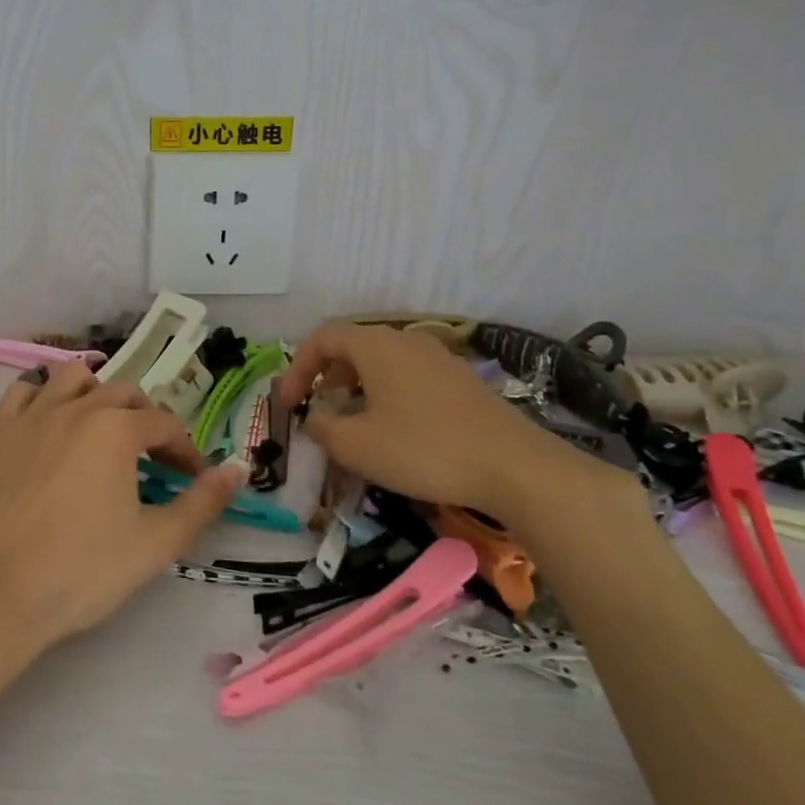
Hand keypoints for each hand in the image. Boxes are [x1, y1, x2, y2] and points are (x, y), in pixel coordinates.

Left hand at [0, 363, 248, 654]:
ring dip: (96, 394)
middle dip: (146, 419)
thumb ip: (203, 502)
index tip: (191, 477)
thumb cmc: (83, 571)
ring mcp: (30, 416)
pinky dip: (43, 396)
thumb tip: (238, 469)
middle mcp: (74, 408)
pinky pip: (23, 391)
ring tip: (102, 428)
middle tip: (153, 458)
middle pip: (122, 393)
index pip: (164, 423)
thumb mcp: (156, 543)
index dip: (184, 448)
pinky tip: (50, 423)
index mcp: (116, 429)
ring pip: (72, 378)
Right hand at [277, 323, 617, 534]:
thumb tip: (316, 418)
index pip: (323, 337)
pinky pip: (409, 378)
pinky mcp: (462, 382)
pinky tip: (395, 432)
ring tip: (353, 425)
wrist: (516, 468)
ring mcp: (439, 359)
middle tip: (318, 412)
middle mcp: (407, 341)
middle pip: (353, 347)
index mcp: (376, 346)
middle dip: (327, 378)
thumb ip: (322, 427)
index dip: (297, 367)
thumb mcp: (357, 445)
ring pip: (383, 364)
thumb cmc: (424, 450)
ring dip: (357, 389)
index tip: (289, 403)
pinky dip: (387, 396)